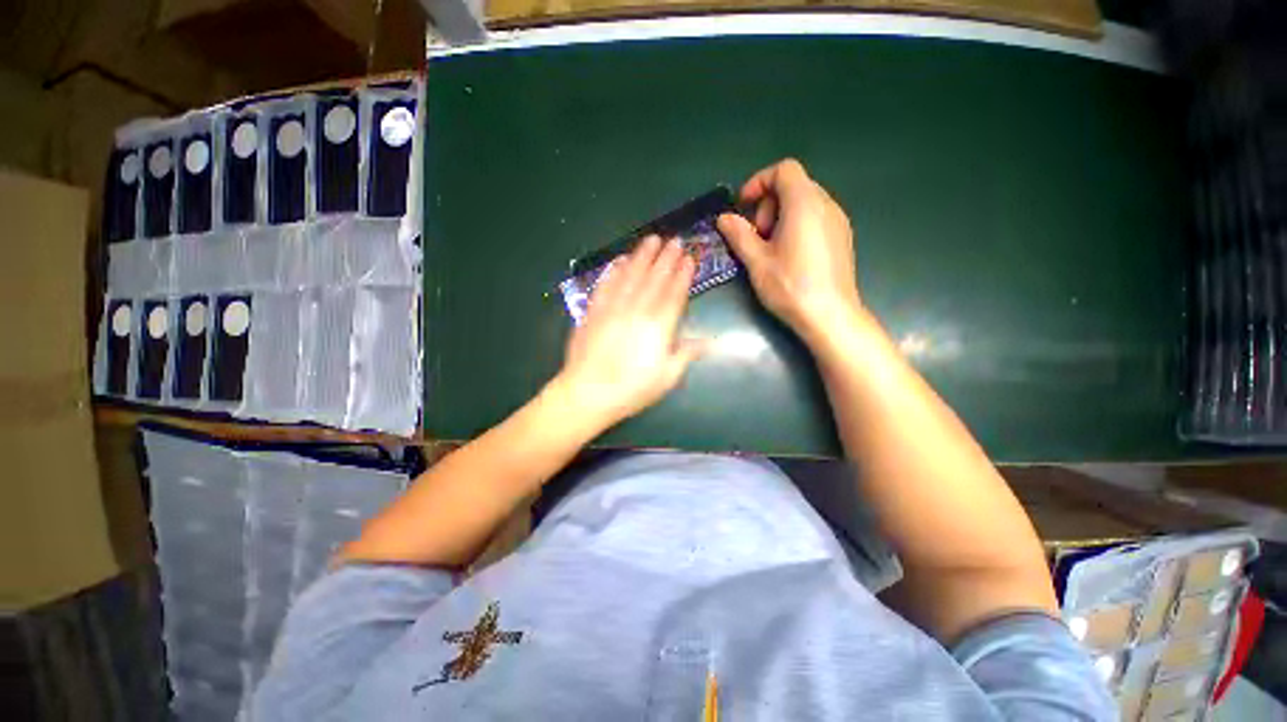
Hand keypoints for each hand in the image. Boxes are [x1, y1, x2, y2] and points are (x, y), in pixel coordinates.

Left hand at [552, 235, 703, 428]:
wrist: (588, 393)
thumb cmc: (632, 389)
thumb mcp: (667, 377)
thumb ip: (686, 354)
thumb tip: (708, 340)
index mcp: (658, 326)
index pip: (674, 293)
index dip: (683, 275)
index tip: (689, 258)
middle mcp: (637, 310)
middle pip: (654, 278)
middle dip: (666, 258)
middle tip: (675, 240)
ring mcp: (613, 307)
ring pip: (631, 275)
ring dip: (642, 256)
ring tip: (652, 239)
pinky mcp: (593, 311)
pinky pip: (605, 285)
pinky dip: (614, 271)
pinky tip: (620, 261)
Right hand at [717, 159, 862, 344]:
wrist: (830, 316)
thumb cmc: (790, 286)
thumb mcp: (757, 261)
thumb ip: (739, 235)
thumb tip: (723, 218)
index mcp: (804, 203)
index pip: (783, 170)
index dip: (759, 182)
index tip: (743, 207)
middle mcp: (826, 204)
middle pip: (794, 185)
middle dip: (768, 204)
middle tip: (757, 235)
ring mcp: (838, 221)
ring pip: (805, 202)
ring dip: (781, 216)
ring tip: (771, 248)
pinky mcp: (842, 237)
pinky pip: (816, 217)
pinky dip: (797, 225)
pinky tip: (789, 255)